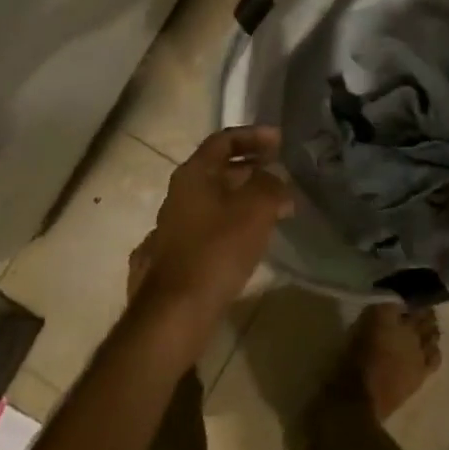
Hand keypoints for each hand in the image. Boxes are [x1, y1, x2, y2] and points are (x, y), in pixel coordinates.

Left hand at [132, 125, 292, 345]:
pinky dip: (227, 226)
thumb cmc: (217, 249)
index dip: (253, 136)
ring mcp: (169, 228)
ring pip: (210, 201)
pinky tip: (243, 242)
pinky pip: (205, 230)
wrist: (175, 313)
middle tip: (277, 173)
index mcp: (193, 174)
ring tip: (269, 208)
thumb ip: (272, 186)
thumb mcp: (257, 209)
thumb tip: (277, 182)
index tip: (279, 141)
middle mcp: (176, 195)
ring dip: (240, 199)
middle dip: (249, 168)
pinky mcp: (170, 259)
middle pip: (216, 170)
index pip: (223, 140)